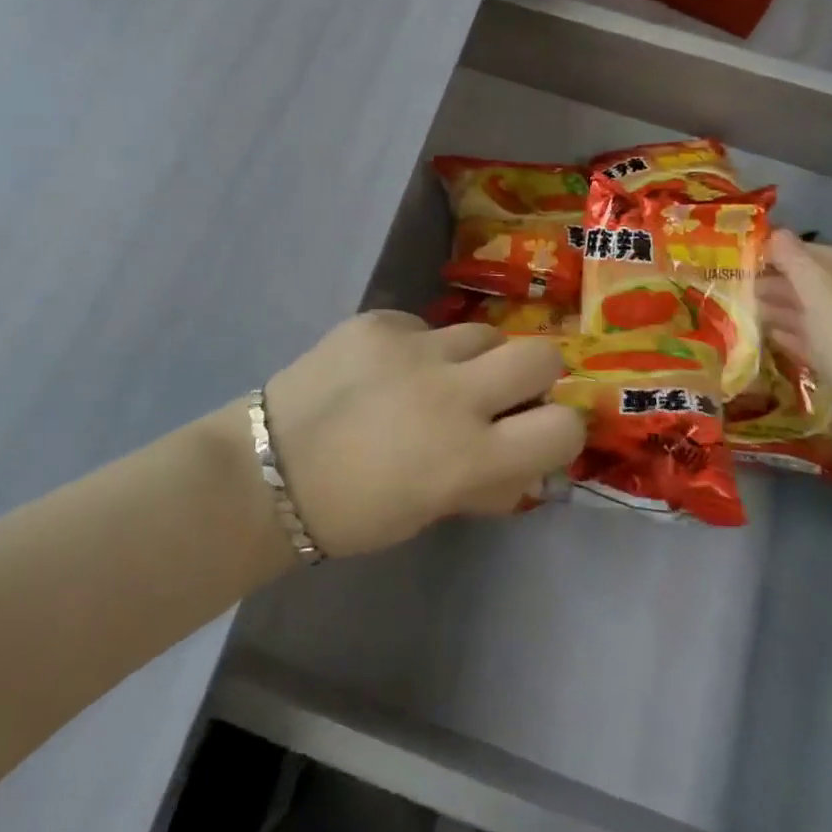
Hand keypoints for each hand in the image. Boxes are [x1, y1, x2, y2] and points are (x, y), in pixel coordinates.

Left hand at [259, 311, 585, 558]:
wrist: (269, 469)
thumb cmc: (354, 511)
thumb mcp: (433, 509)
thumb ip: (488, 480)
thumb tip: (528, 459)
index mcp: (470, 457)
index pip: (563, 428)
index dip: (560, 429)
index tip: (539, 430)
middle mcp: (453, 394)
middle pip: (540, 355)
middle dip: (533, 374)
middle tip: (501, 392)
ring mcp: (414, 348)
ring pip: (482, 332)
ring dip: (473, 357)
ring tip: (434, 377)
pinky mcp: (379, 320)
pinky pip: (424, 324)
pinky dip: (418, 346)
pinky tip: (384, 368)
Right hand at [753, 230, 831, 473]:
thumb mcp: (825, 299)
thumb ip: (798, 264)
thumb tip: (776, 233)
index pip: (825, 255)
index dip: (789, 250)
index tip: (749, 252)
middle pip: (820, 286)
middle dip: (780, 281)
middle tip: (737, 283)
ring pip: (816, 317)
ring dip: (782, 310)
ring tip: (744, 309)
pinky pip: (818, 346)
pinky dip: (793, 338)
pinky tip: (769, 339)